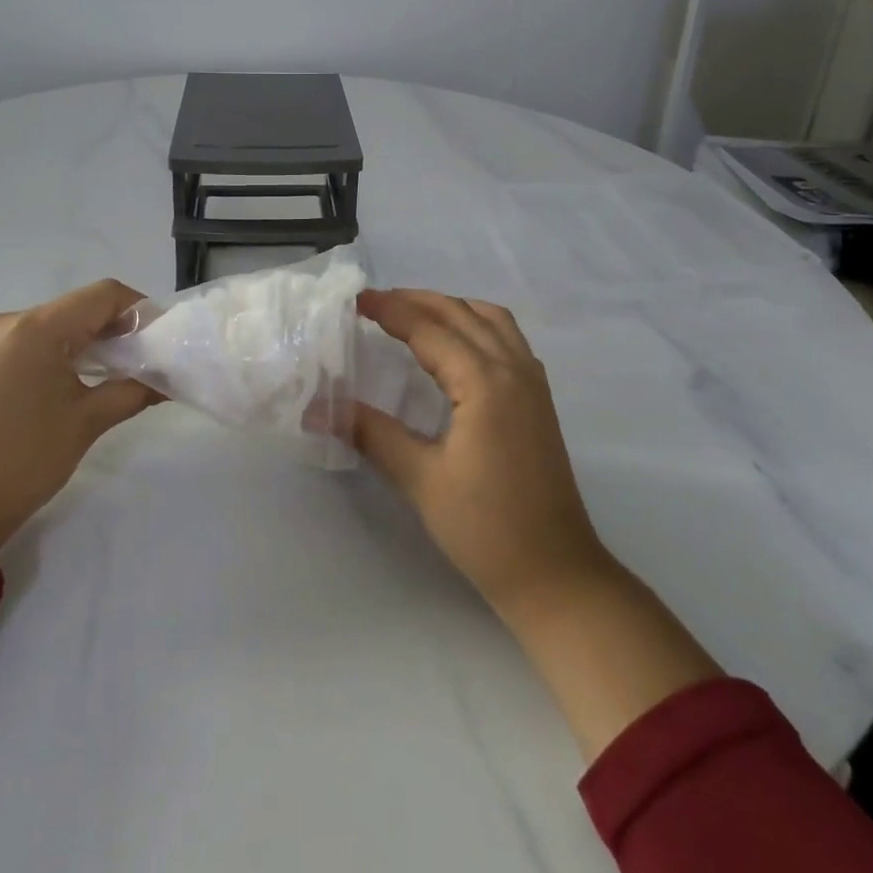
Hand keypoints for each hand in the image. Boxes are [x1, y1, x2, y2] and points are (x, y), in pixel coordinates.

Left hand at [0, 279, 159, 551]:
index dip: (142, 310)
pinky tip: (85, 380)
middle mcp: (11, 322)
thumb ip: (134, 390)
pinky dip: (68, 352)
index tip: (165, 341)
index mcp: (37, 328)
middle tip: (151, 360)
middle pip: (82, 306)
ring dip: (95, 341)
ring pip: (60, 324)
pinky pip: (38, 341)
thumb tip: (169, 380)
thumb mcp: (87, 422)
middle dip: (121, 328)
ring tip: (124, 374)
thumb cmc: (23, 460)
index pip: (105, 295)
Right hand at [353, 289, 611, 612]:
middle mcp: (513, 368)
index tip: (356, 300)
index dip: (391, 310)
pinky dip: (477, 324)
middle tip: (375, 302)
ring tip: (413, 314)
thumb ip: (371, 433)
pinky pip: (508, 338)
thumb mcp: (420, 479)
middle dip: (418, 300)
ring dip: (451, 307)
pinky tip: (458, 345)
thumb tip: (317, 409)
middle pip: (462, 313)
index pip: (429, 329)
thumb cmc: (485, 528)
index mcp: (484, 381)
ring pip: (491, 319)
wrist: (555, 573)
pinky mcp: (539, 399)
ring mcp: (532, 382)